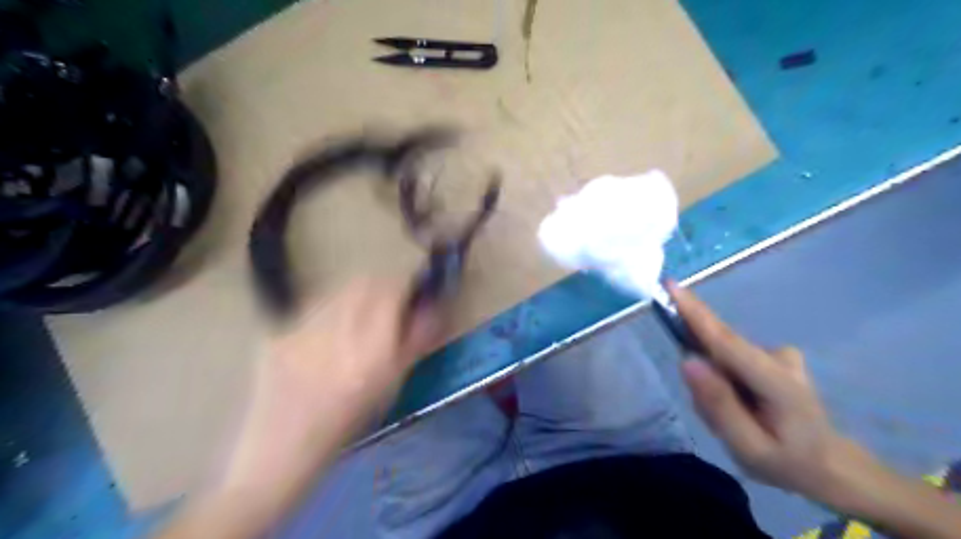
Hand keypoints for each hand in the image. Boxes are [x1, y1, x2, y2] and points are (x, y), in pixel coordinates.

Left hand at [224, 282, 439, 491]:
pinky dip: (329, 307)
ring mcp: (301, 330)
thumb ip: (414, 342)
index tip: (412, 292)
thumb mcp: (390, 387)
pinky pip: (312, 305)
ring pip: (338, 290)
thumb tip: (432, 308)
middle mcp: (336, 334)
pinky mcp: (277, 333)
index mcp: (370, 352)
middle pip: (364, 283)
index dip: (406, 285)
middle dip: (381, 286)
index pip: (392, 292)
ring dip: (355, 294)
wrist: (280, 450)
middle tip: (387, 303)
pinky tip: (326, 330)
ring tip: (357, 316)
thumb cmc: (346, 425)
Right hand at [671, 285, 867, 506]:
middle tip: (719, 418)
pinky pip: (729, 361)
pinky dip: (724, 383)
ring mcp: (777, 354)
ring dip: (715, 387)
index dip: (694, 312)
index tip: (670, 285)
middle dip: (704, 377)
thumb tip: (688, 361)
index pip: (724, 339)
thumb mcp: (749, 448)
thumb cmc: (790, 462)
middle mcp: (777, 356)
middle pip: (719, 347)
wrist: (833, 465)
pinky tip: (741, 408)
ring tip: (736, 423)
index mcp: (775, 380)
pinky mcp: (771, 355)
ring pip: (721, 359)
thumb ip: (718, 404)